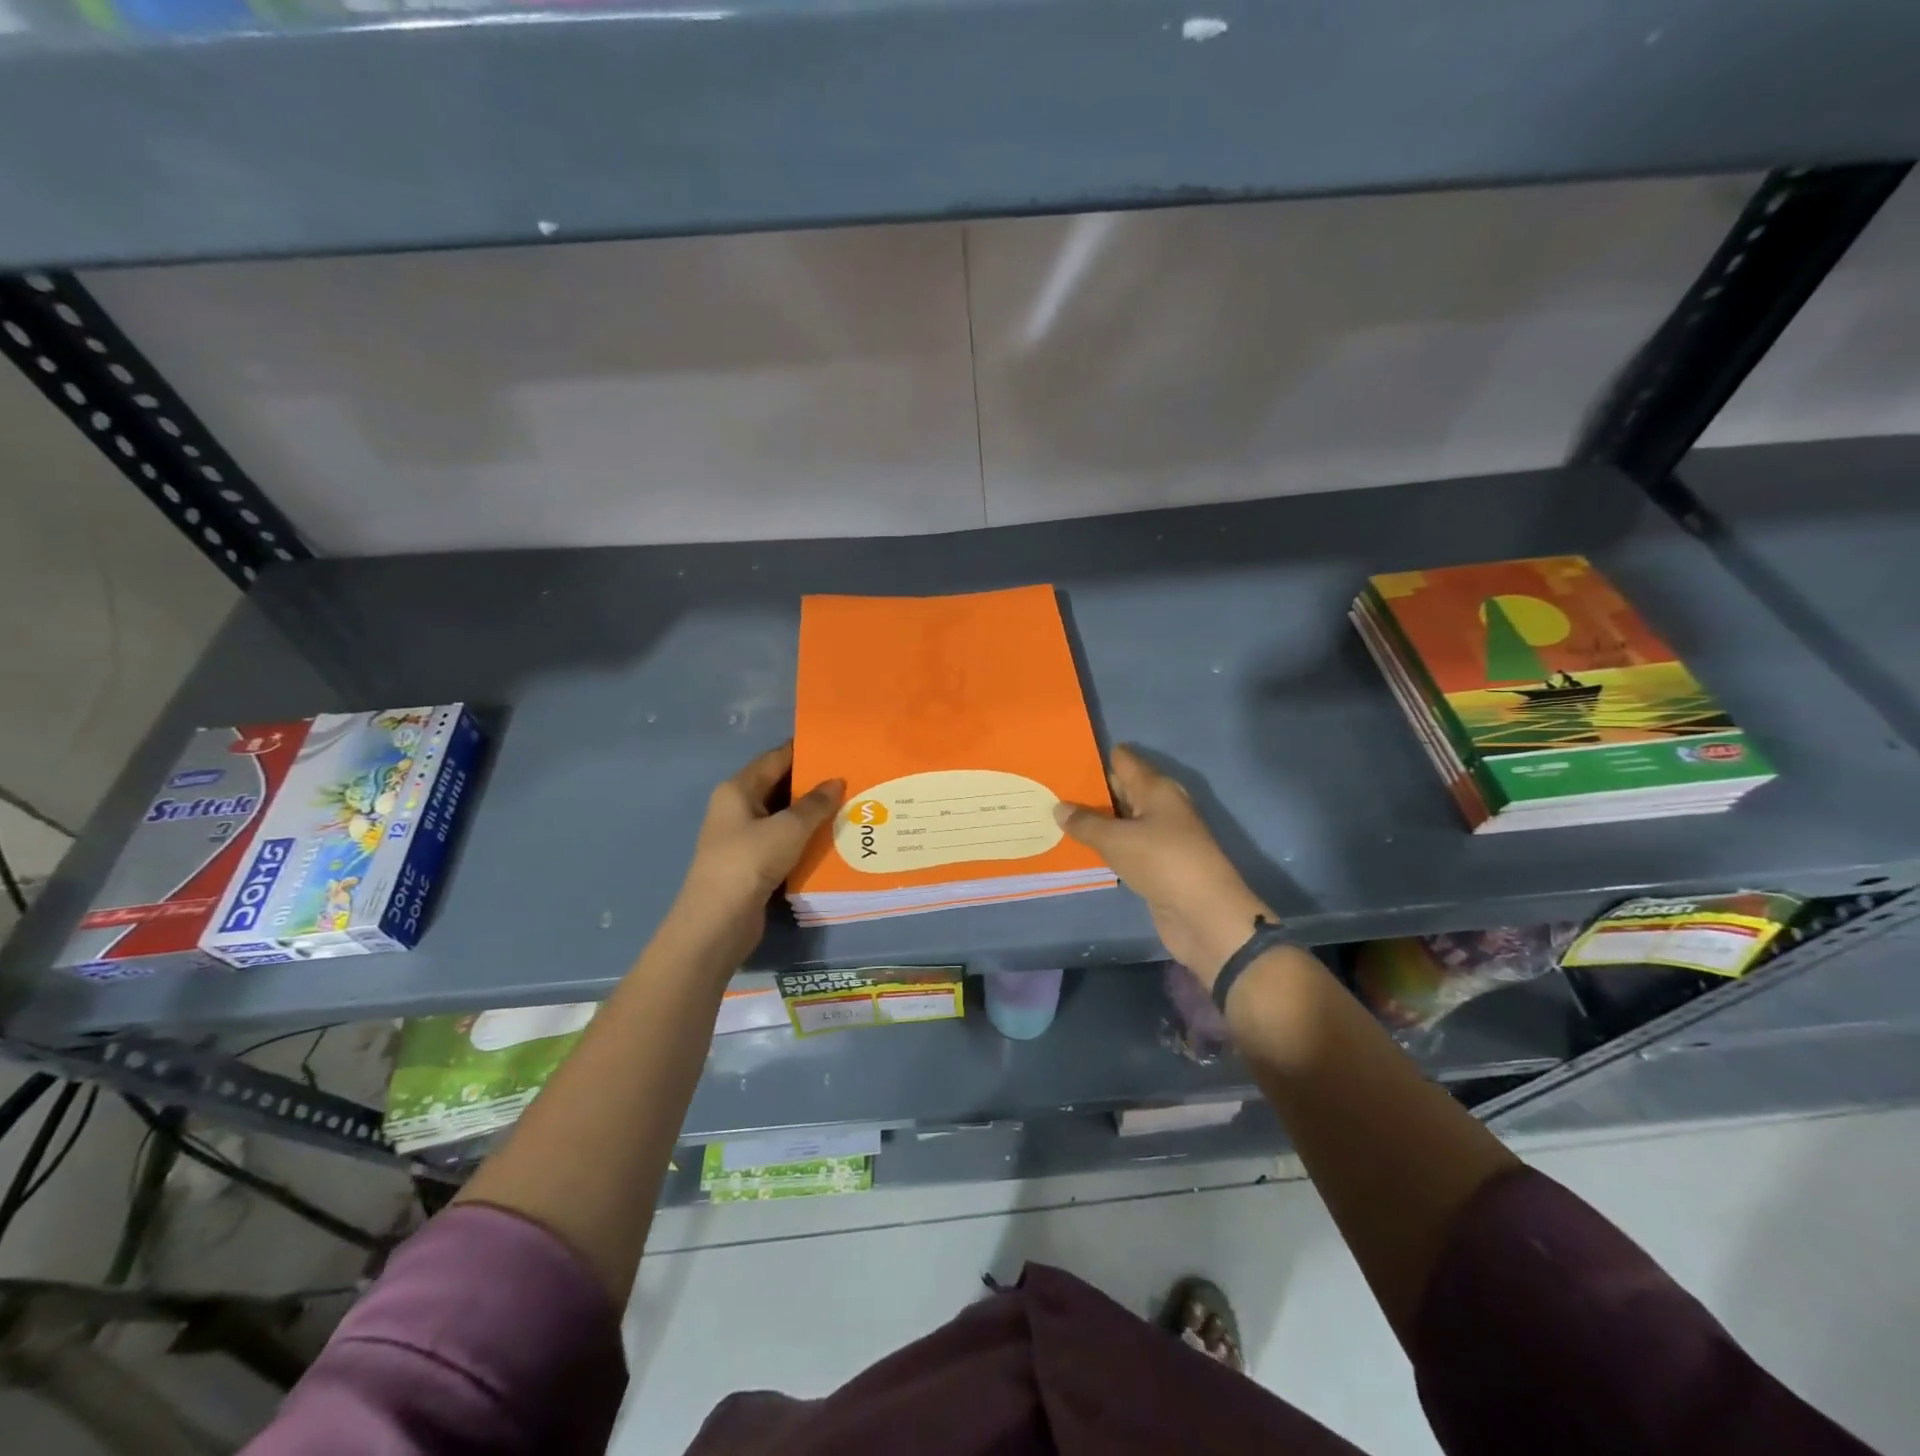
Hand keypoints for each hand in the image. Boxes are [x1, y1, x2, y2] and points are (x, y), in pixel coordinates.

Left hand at [666, 742, 843, 968]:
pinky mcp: (753, 864)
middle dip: (813, 784)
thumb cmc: (749, 862)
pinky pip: (784, 842)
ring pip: (783, 817)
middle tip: (852, 777)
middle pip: (779, 786)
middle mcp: (737, 808)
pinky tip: (833, 839)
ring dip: (812, 814)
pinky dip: (805, 839)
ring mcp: (743, 838)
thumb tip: (837, 781)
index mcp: (738, 790)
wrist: (718, 921)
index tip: (837, 747)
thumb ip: (815, 804)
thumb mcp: (788, 828)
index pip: (775, 759)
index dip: (804, 751)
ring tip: (850, 806)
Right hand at [1054, 745, 1275, 983]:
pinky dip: (1104, 845)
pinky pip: (1124, 846)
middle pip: (1121, 789)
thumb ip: (1085, 823)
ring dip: (1094, 820)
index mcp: (1156, 789)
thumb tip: (1059, 807)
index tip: (1063, 758)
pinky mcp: (1156, 864)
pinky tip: (1077, 846)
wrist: (1204, 914)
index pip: (1124, 760)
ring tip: (1054, 815)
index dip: (1095, 758)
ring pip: (1120, 820)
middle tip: (1050, 788)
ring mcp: (1160, 837)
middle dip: (1089, 789)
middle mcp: (1160, 807)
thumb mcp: (1116, 839)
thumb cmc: (1162, 862)